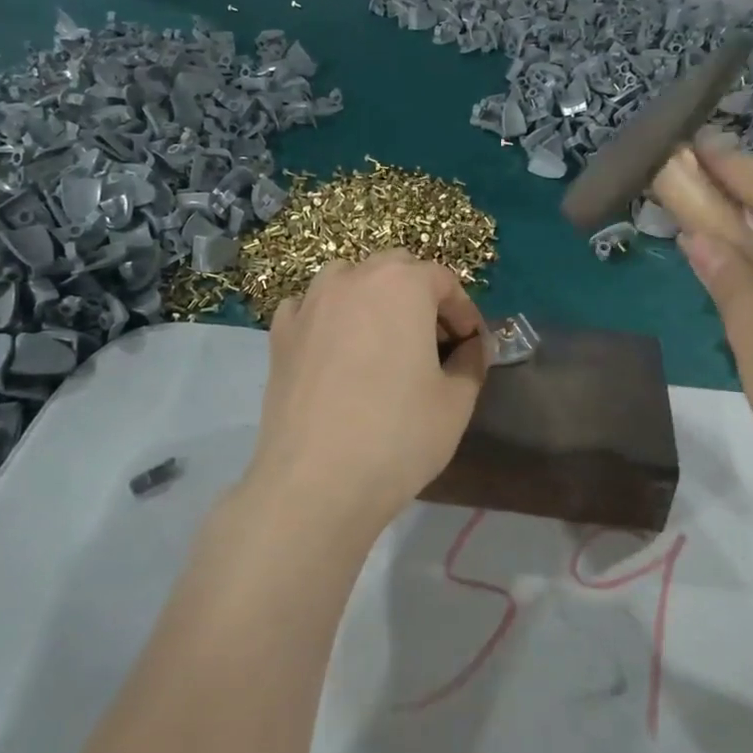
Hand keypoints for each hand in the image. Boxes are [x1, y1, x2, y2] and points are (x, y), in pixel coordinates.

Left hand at [245, 251, 488, 538]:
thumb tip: (470, 348)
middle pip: (395, 269)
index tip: (471, 345)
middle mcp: (352, 280)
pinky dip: (329, 315)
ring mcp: (309, 304)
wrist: (316, 483)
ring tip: (384, 338)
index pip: (443, 280)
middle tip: (433, 340)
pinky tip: (337, 348)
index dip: (464, 311)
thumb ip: (471, 362)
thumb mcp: (456, 402)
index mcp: (402, 285)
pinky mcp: (280, 335)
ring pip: (348, 279)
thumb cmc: (398, 436)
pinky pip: (310, 307)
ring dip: (373, 297)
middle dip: (420, 295)